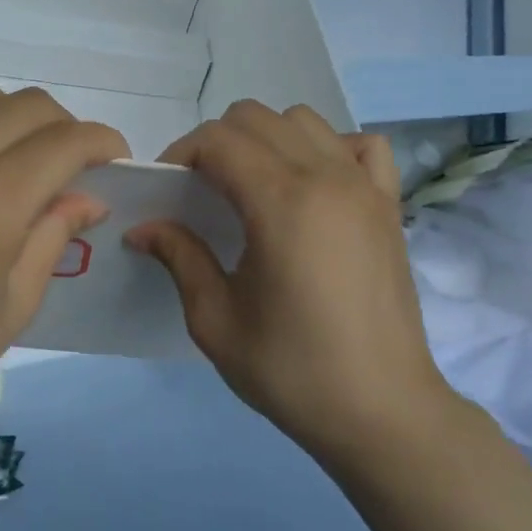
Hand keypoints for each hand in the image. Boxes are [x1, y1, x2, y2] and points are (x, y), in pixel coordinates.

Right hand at [125, 101, 454, 467]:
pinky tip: (316, 185)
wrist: (383, 412)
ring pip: (305, 120)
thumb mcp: (216, 321)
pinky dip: (331, 148)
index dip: (181, 154)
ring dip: (267, 138)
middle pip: (256, 118)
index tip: (167, 189)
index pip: (218, 140)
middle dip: (216, 142)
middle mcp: (326, 177)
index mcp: (281, 202)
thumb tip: (142, 226)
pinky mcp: (389, 204)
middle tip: (202, 190)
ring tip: (254, 185)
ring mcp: (365, 186)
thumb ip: (179, 257)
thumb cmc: (293, 370)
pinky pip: (361, 145)